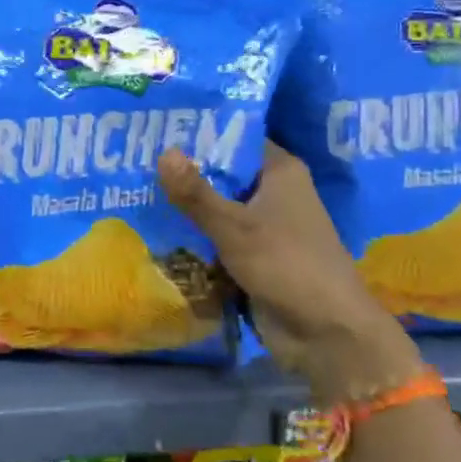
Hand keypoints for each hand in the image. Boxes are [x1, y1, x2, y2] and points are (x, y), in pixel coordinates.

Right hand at [159, 143, 422, 405]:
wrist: (326, 334)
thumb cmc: (286, 265)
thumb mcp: (234, 226)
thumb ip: (196, 193)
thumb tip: (163, 152)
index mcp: (280, 171)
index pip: (235, 138)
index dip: (199, 132)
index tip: (158, 127)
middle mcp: (274, 192)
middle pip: (222, 174)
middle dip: (184, 173)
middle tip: (134, 161)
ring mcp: (265, 226)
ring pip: (217, 208)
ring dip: (185, 208)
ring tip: (134, 191)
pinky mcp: (255, 256)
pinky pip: (218, 237)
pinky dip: (194, 236)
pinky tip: (155, 229)